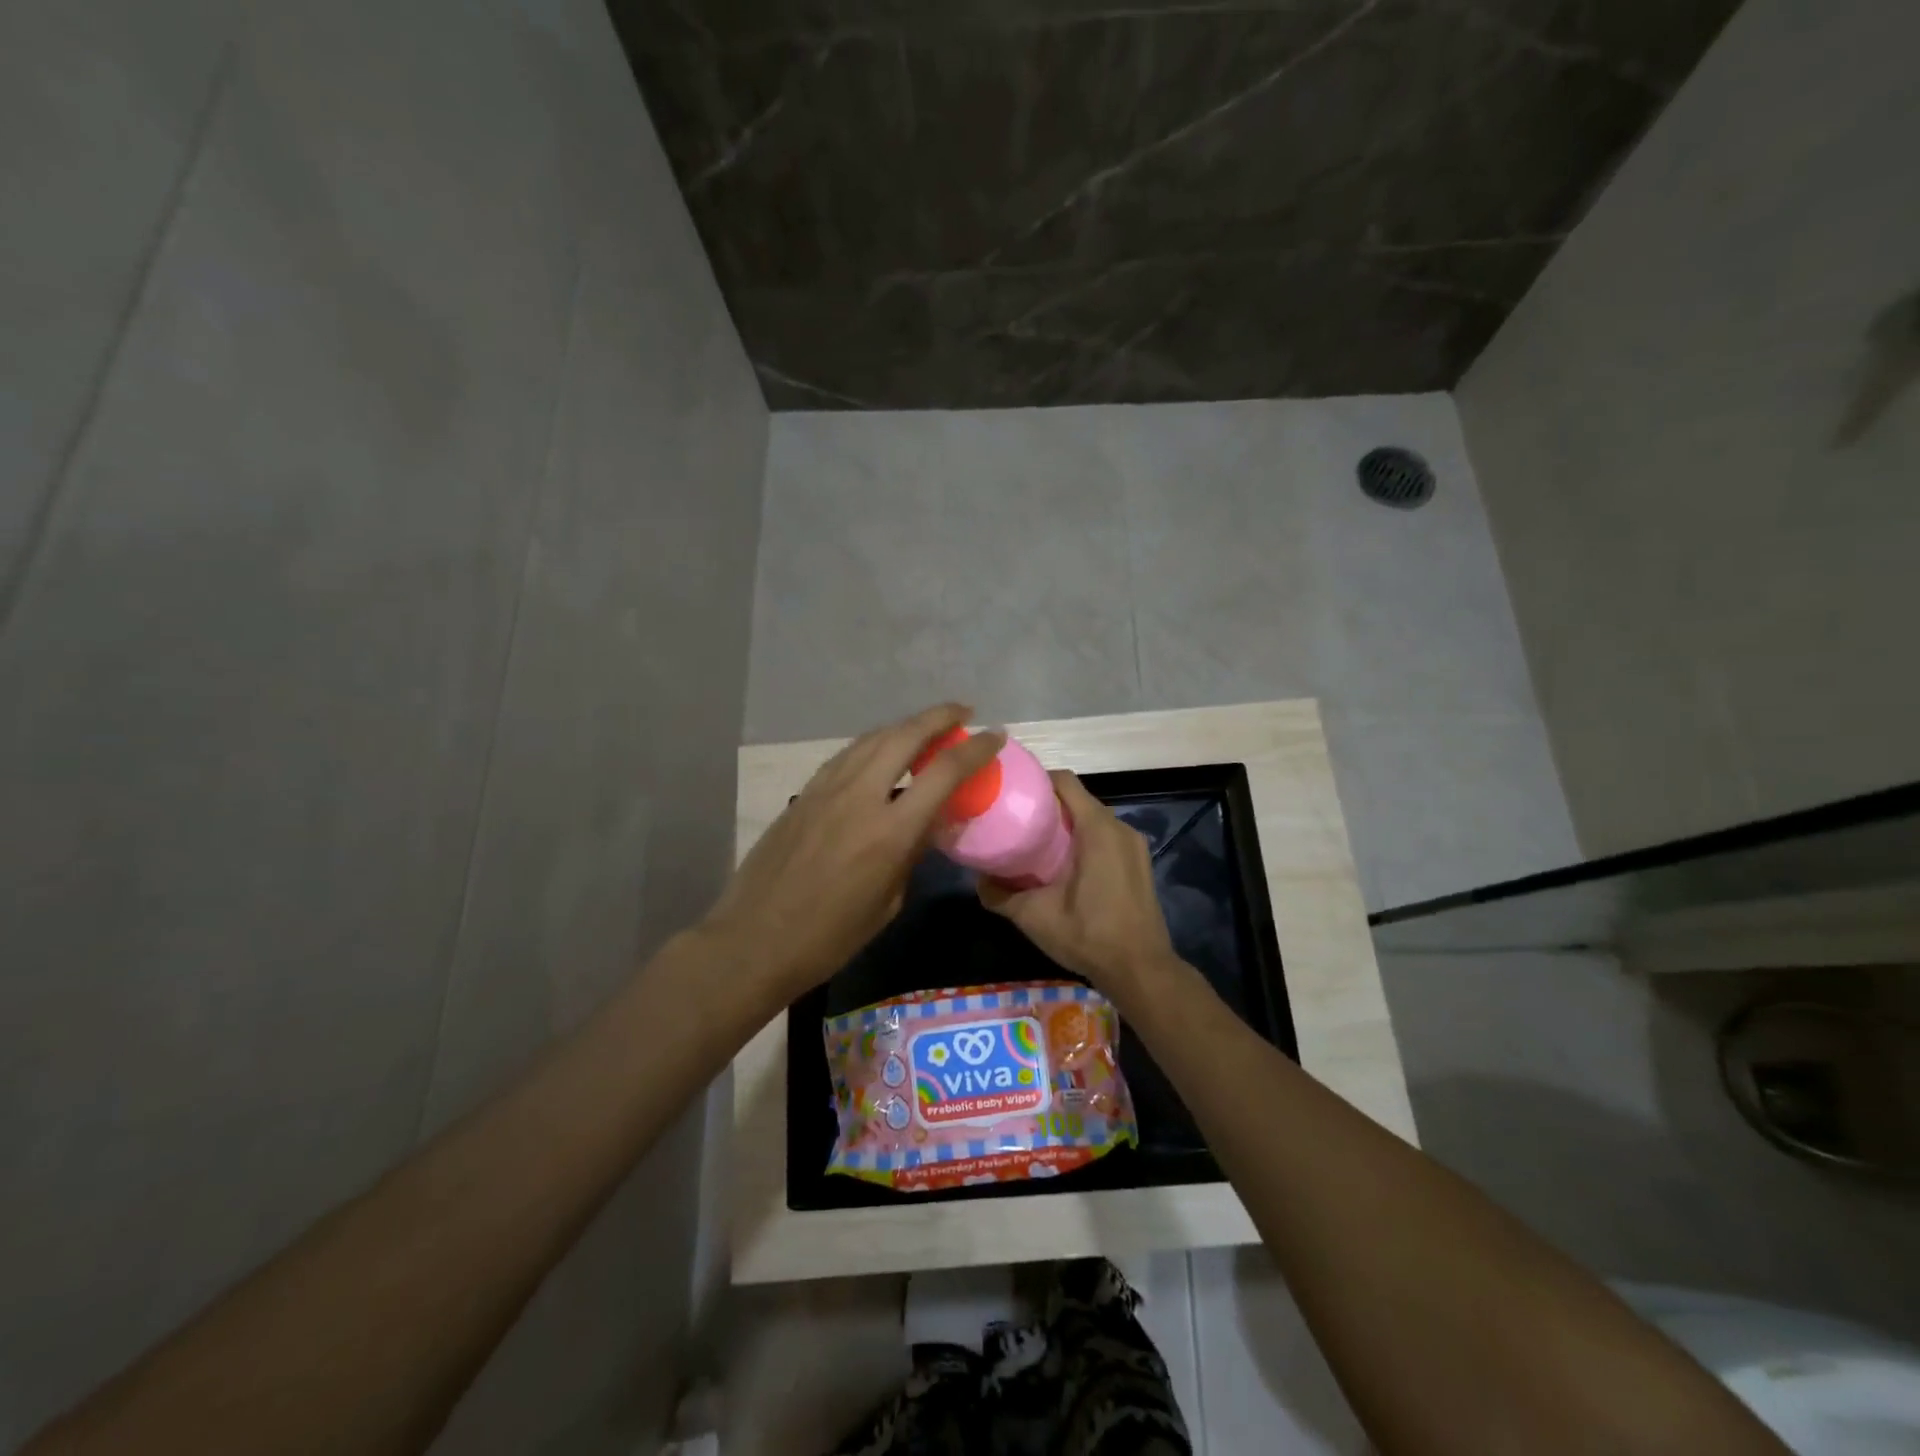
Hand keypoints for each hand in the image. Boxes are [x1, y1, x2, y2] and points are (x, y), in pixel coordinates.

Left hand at [702, 704, 1004, 1010]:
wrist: (753, 940)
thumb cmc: (829, 938)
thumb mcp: (888, 903)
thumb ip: (912, 854)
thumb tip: (930, 824)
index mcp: (890, 831)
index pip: (943, 772)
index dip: (975, 749)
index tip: (995, 736)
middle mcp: (859, 796)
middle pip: (905, 735)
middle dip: (939, 716)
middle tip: (962, 712)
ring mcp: (826, 789)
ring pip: (872, 738)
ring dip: (905, 726)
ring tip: (926, 729)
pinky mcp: (804, 793)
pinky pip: (847, 756)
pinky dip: (873, 745)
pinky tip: (881, 753)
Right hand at [978, 770, 1176, 1002]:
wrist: (1141, 970)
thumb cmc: (1089, 935)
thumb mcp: (1035, 916)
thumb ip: (1001, 895)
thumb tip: (978, 880)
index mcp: (1097, 828)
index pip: (1064, 782)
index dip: (1036, 781)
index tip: (1011, 793)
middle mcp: (1119, 827)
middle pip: (1078, 799)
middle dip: (1047, 804)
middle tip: (1016, 820)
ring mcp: (1133, 845)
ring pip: (1092, 819)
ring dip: (1066, 824)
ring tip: (1034, 841)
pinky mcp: (1139, 862)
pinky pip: (1106, 836)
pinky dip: (1083, 839)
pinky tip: (1062, 863)